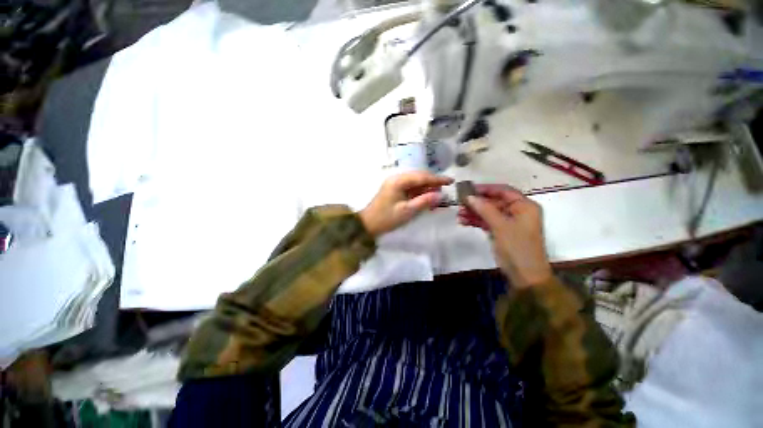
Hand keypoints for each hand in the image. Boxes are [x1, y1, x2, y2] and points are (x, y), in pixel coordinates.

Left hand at [360, 172, 452, 236]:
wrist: (368, 224)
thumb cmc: (387, 218)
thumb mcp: (407, 211)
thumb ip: (424, 201)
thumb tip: (440, 194)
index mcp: (398, 181)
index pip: (421, 177)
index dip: (437, 179)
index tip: (451, 181)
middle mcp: (396, 179)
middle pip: (418, 177)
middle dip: (432, 182)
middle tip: (445, 189)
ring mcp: (395, 184)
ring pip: (415, 182)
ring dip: (426, 187)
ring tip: (437, 194)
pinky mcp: (394, 190)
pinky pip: (410, 188)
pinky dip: (419, 192)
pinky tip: (426, 197)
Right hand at [458, 184, 551, 287]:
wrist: (525, 276)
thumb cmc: (517, 247)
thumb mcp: (500, 226)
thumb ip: (485, 209)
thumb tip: (469, 196)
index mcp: (525, 206)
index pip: (504, 191)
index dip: (486, 189)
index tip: (468, 189)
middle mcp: (517, 212)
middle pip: (494, 202)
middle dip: (477, 203)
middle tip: (460, 203)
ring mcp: (508, 223)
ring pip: (488, 212)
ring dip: (474, 213)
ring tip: (459, 214)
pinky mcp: (501, 232)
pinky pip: (487, 222)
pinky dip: (476, 221)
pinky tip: (463, 221)